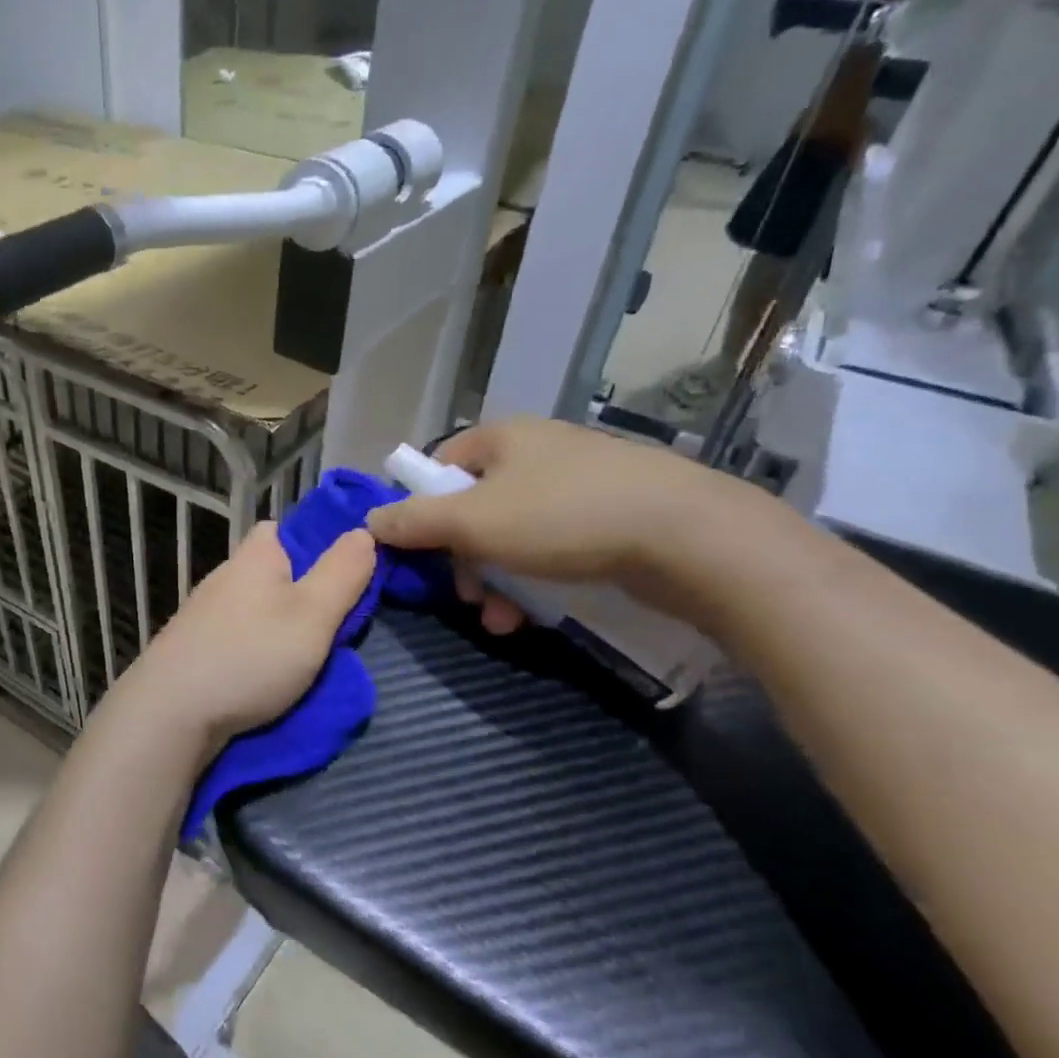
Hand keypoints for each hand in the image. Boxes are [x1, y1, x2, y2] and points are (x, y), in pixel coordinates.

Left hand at [101, 521, 375, 765]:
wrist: (170, 713)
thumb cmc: (251, 656)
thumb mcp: (313, 614)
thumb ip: (343, 573)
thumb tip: (363, 531)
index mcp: (253, 556)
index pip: (281, 529)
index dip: (312, 544)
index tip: (339, 576)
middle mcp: (224, 575)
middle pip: (269, 572)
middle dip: (298, 592)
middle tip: (329, 625)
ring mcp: (202, 613)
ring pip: (252, 608)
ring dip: (274, 626)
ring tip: (301, 658)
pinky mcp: (190, 648)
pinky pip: (233, 637)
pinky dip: (251, 650)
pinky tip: (262, 675)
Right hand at [366, 417, 754, 632]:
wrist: (689, 536)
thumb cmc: (563, 517)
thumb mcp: (473, 521)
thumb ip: (415, 521)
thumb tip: (369, 522)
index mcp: (501, 437)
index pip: (439, 466)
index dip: (422, 509)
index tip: (424, 552)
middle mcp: (537, 451)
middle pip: (474, 507)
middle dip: (463, 560)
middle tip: (467, 596)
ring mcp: (579, 481)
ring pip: (513, 534)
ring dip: (495, 580)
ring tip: (500, 620)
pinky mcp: (612, 514)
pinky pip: (552, 546)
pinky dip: (535, 579)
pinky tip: (534, 615)